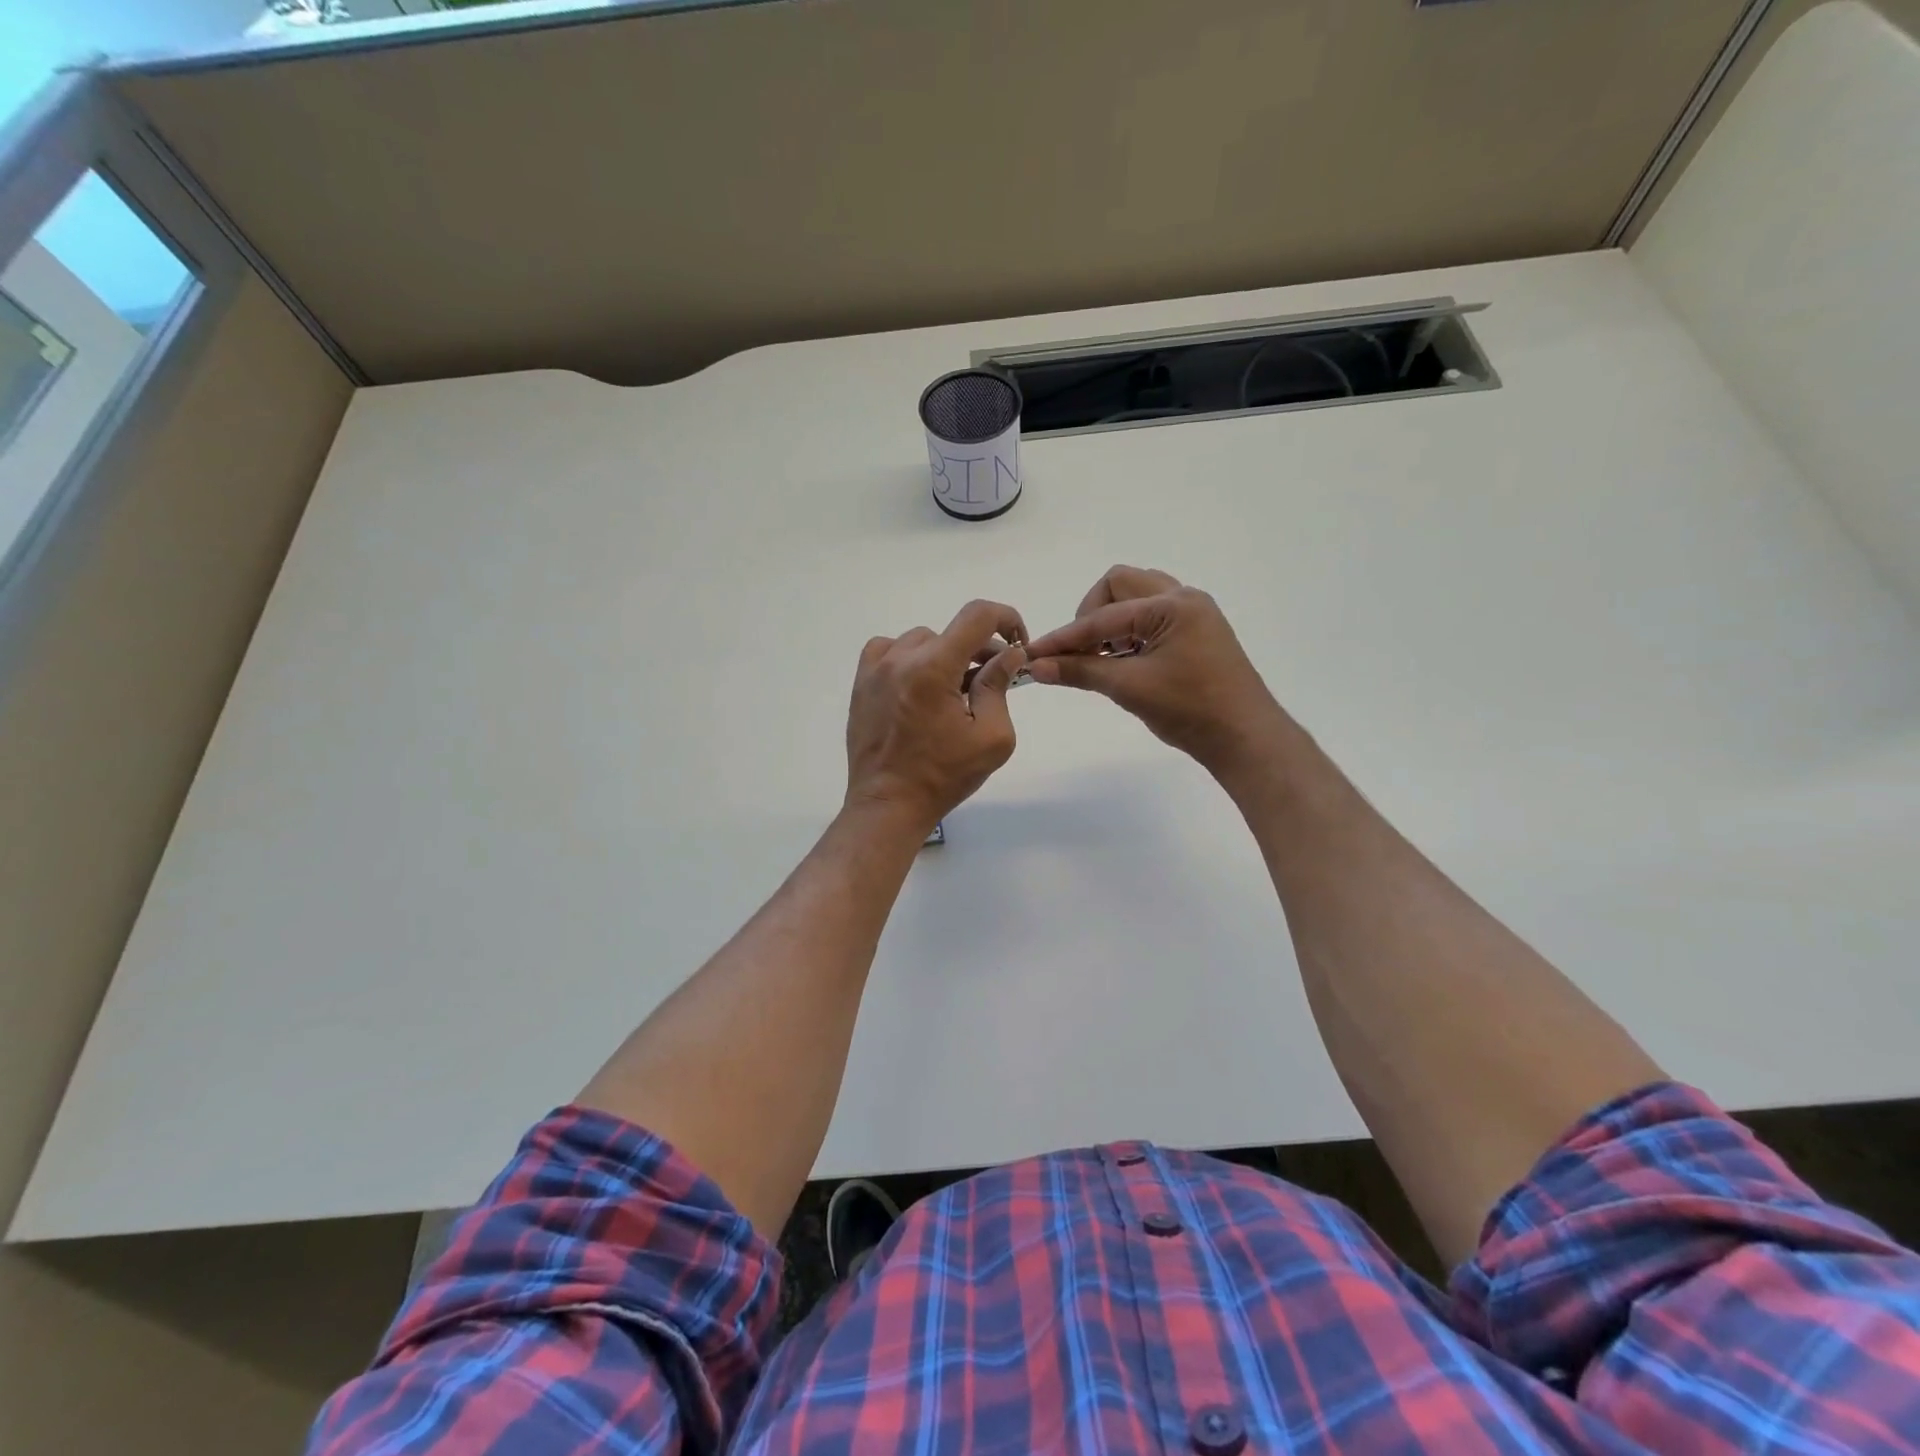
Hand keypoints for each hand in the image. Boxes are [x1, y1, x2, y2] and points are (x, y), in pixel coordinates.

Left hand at [845, 599, 1027, 832]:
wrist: (888, 804)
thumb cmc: (944, 776)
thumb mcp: (991, 738)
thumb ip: (999, 688)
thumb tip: (1008, 655)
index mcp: (934, 668)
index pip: (977, 616)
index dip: (1006, 619)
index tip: (1017, 643)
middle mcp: (901, 659)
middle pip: (951, 632)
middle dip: (978, 651)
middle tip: (990, 682)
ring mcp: (875, 669)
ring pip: (920, 641)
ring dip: (943, 656)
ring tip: (952, 691)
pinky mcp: (861, 684)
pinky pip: (888, 651)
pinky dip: (909, 658)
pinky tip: (918, 685)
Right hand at [1026, 566, 1285, 778]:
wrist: (1244, 738)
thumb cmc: (1190, 710)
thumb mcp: (1130, 688)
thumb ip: (1081, 671)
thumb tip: (1036, 666)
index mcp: (1172, 606)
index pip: (1104, 616)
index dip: (1066, 637)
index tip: (1034, 655)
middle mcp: (1184, 598)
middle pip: (1120, 585)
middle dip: (1091, 614)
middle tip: (1082, 651)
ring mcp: (1193, 614)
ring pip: (1137, 597)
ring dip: (1112, 621)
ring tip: (1103, 656)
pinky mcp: (1196, 633)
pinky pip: (1152, 616)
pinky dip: (1130, 631)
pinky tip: (1123, 661)